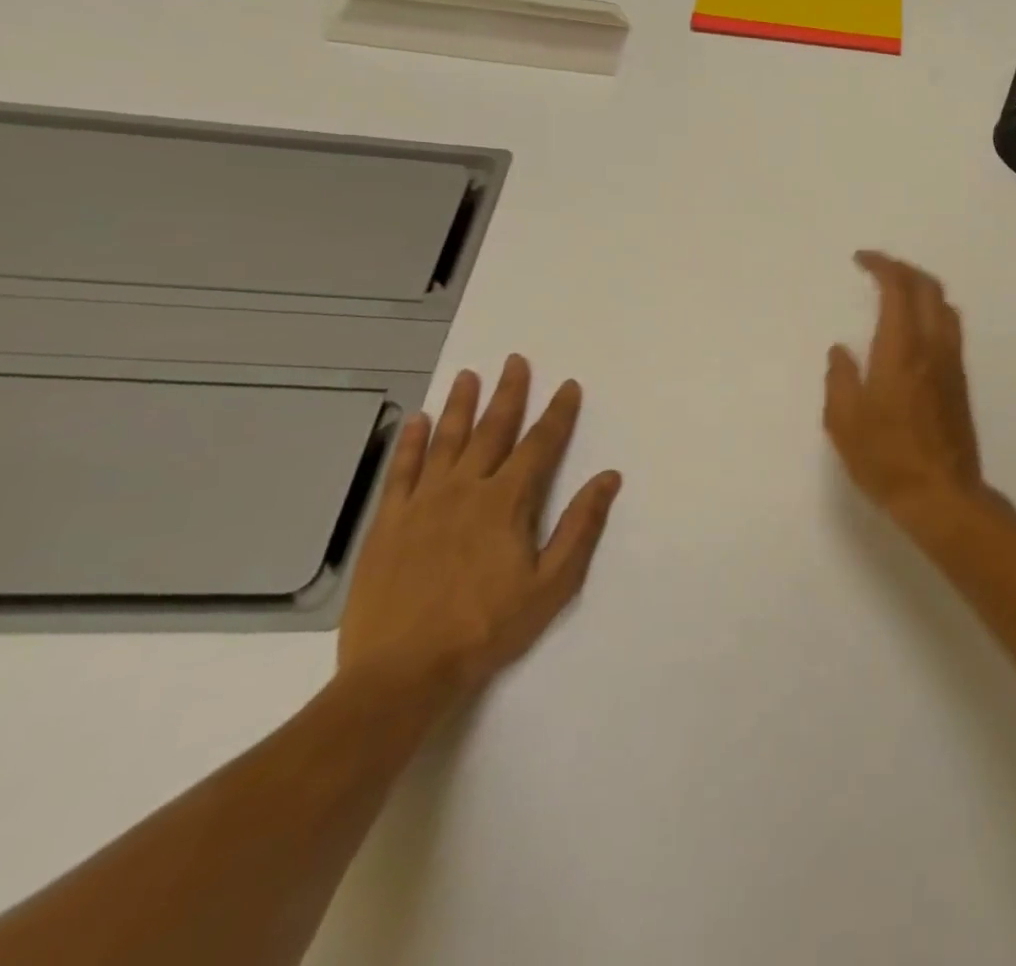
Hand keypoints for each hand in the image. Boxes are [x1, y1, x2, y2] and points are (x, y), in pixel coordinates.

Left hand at [338, 356, 622, 711]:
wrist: (400, 674)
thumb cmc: (487, 627)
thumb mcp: (552, 583)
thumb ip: (580, 526)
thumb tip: (608, 477)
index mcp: (507, 503)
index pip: (540, 445)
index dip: (558, 414)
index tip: (568, 386)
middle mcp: (465, 491)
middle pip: (492, 431)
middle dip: (509, 393)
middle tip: (515, 361)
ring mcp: (421, 505)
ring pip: (446, 442)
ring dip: (461, 406)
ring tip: (469, 375)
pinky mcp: (387, 525)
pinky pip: (401, 472)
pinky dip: (412, 444)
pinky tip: (419, 421)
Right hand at [824, 252, 989, 534]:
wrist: (942, 494)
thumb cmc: (886, 459)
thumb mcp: (844, 422)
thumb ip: (840, 379)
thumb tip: (841, 351)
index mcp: (902, 350)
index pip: (899, 288)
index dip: (882, 265)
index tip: (861, 259)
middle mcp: (933, 347)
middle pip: (929, 288)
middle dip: (904, 269)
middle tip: (879, 269)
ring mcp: (952, 363)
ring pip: (945, 307)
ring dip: (922, 288)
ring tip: (898, 292)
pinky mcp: (960, 381)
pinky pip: (950, 328)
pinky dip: (932, 311)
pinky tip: (915, 328)